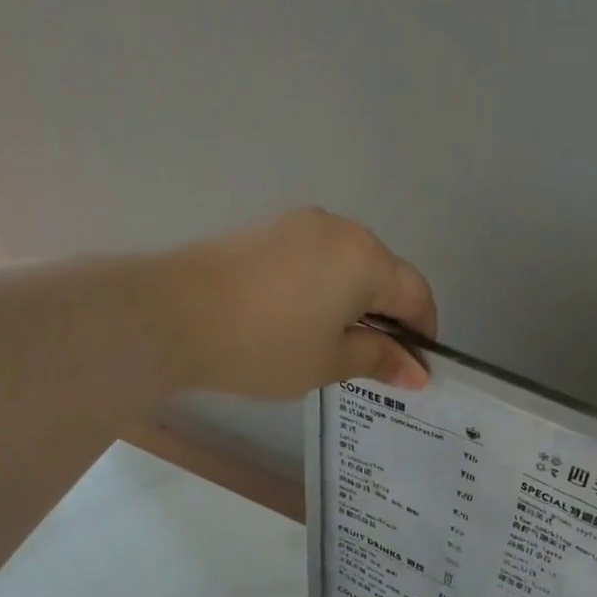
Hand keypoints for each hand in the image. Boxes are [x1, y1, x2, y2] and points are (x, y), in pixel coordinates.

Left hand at [160, 207, 436, 399]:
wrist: (172, 315)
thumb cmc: (265, 346)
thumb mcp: (329, 363)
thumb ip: (379, 360)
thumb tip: (417, 371)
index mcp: (366, 260)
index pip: (416, 295)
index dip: (423, 334)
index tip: (414, 369)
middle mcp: (340, 230)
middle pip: (385, 274)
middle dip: (390, 318)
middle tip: (377, 362)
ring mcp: (301, 224)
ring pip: (350, 265)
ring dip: (358, 302)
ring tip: (338, 344)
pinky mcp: (269, 230)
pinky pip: (318, 259)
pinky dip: (327, 288)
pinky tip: (306, 320)